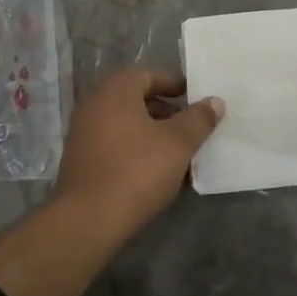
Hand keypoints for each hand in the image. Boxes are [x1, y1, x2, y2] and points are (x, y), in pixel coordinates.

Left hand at [51, 68, 223, 239]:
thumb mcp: (178, 143)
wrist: (87, 220)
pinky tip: (157, 175)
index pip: (148, 74)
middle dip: (167, 113)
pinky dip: (136, 151)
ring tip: (180, 156)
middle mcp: (95, 104)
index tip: (196, 101)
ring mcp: (83, 133)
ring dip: (154, 135)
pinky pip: (115, 145)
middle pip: (137, 100)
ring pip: (127, 125)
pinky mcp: (81, 160)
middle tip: (192, 129)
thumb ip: (198, 119)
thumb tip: (215, 101)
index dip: (175, 85)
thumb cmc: (136, 171)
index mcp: (116, 90)